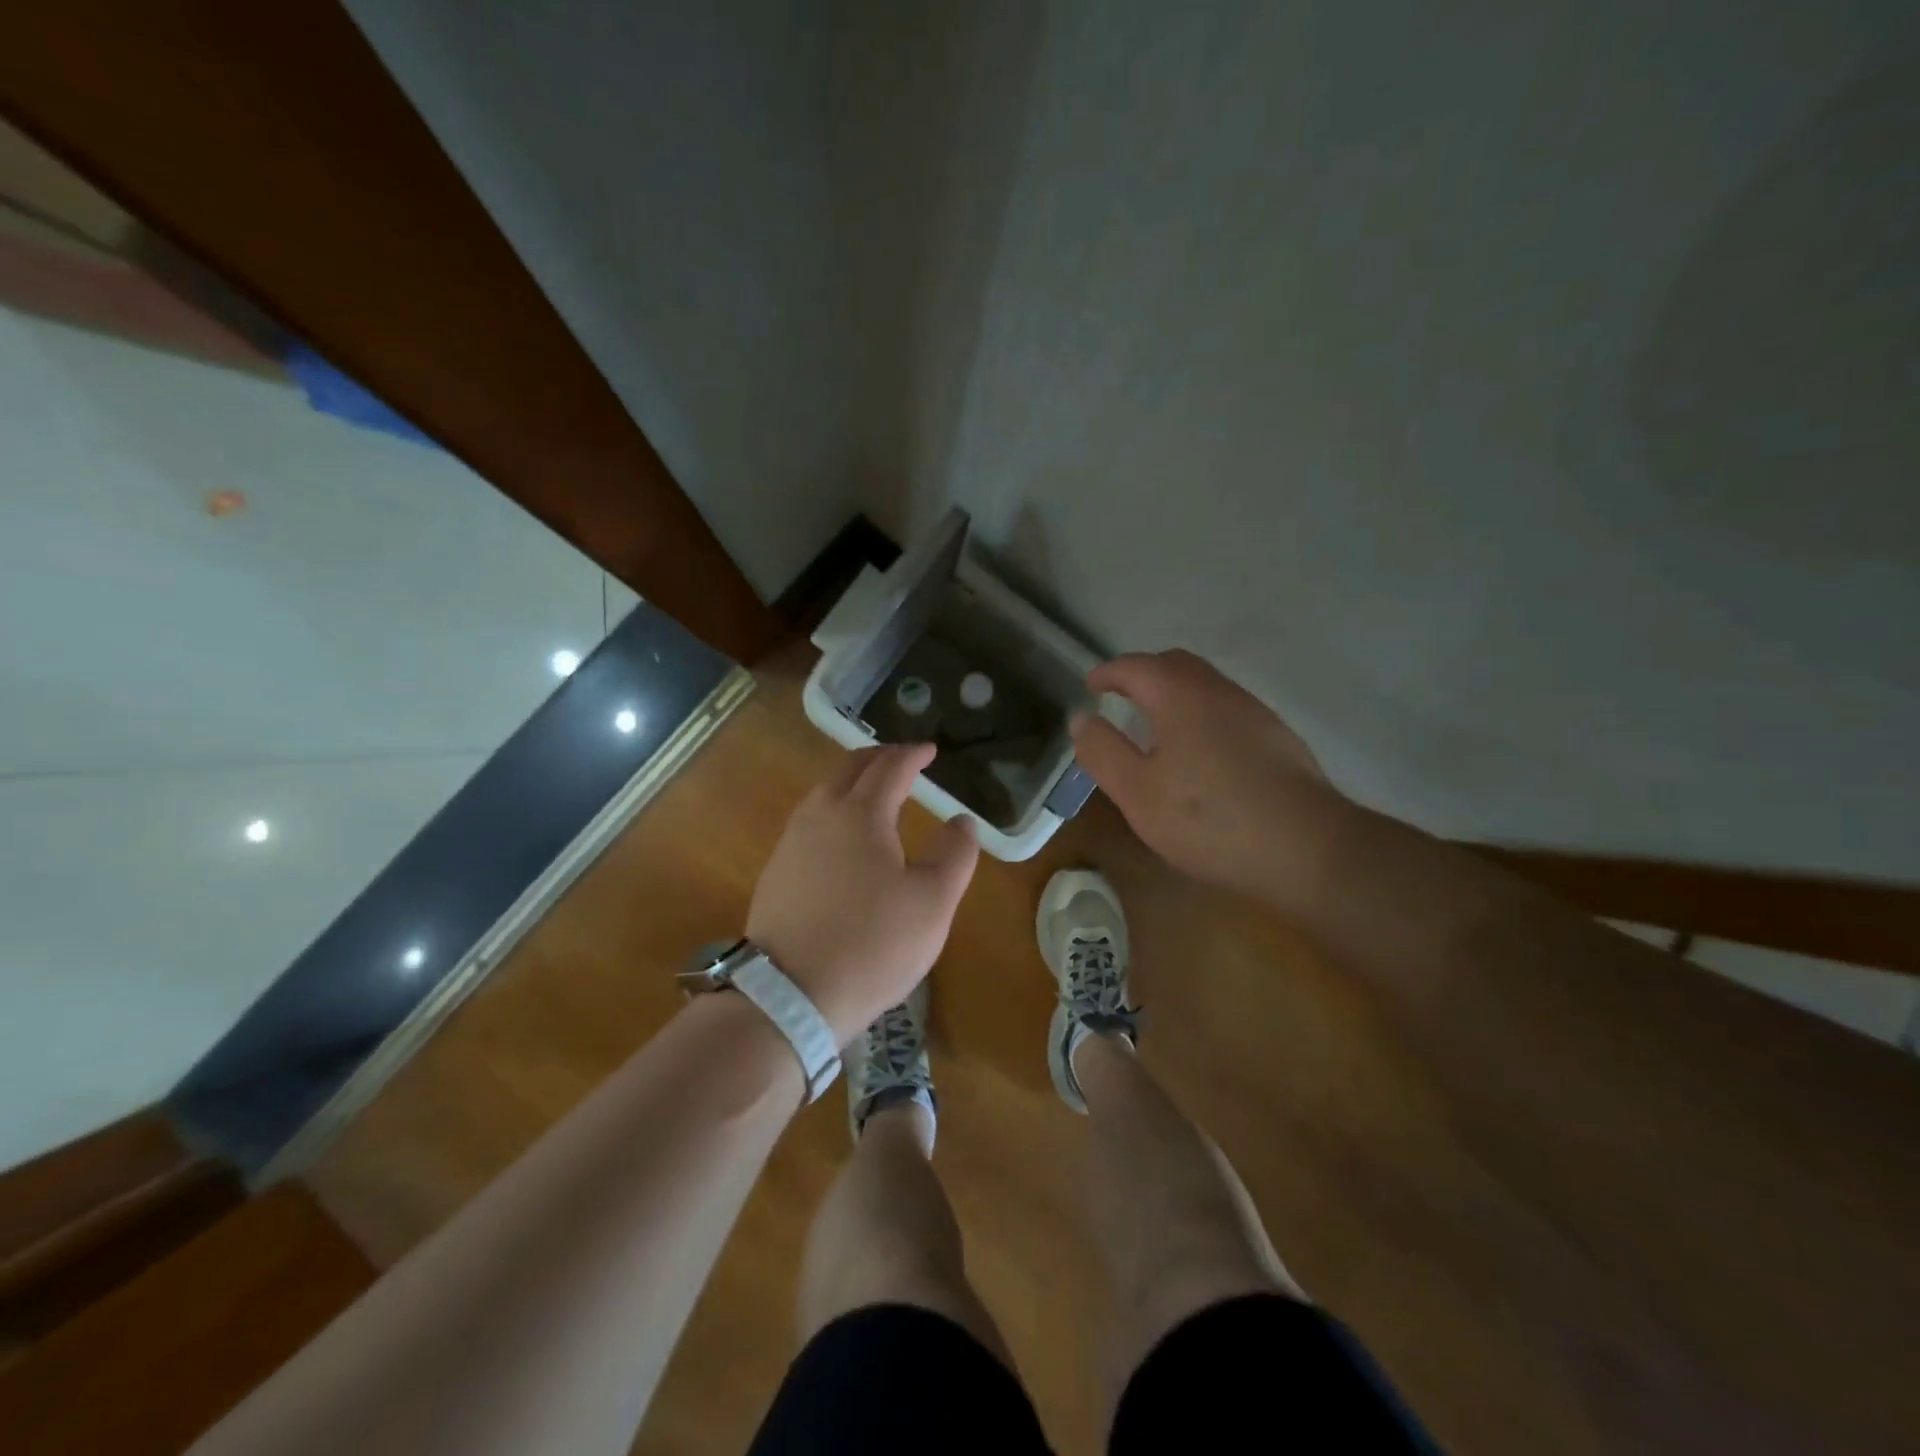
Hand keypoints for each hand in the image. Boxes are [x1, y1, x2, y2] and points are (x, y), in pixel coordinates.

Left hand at [747, 743, 979, 1043]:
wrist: (790, 995)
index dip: (913, 755)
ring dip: (853, 781)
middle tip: (903, 759)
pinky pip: (810, 820)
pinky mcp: (777, 870)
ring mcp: (792, 842)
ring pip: (825, 792)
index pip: (891, 767)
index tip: (930, 750)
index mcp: (861, 813)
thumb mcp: (933, 902)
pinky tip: (843, 835)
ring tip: (875, 792)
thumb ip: (955, 854)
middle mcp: (821, 815)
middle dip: (880, 757)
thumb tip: (962, 820)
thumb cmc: (873, 943)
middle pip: (850, 769)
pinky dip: (835, 809)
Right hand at [1071, 649, 1344, 896]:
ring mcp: (1254, 713)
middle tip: (1120, 698)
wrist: (1307, 849)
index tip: (1090, 686)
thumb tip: (1081, 718)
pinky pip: (1226, 709)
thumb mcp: (1137, 792)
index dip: (1108, 672)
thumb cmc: (1208, 819)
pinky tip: (1199, 753)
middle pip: (1175, 665)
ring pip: (1205, 685)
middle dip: (1143, 674)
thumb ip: (1103, 751)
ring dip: (1174, 694)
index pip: (1136, 666)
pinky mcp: (1277, 738)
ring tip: (1155, 726)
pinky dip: (1199, 713)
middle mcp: (1219, 692)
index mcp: (1180, 696)